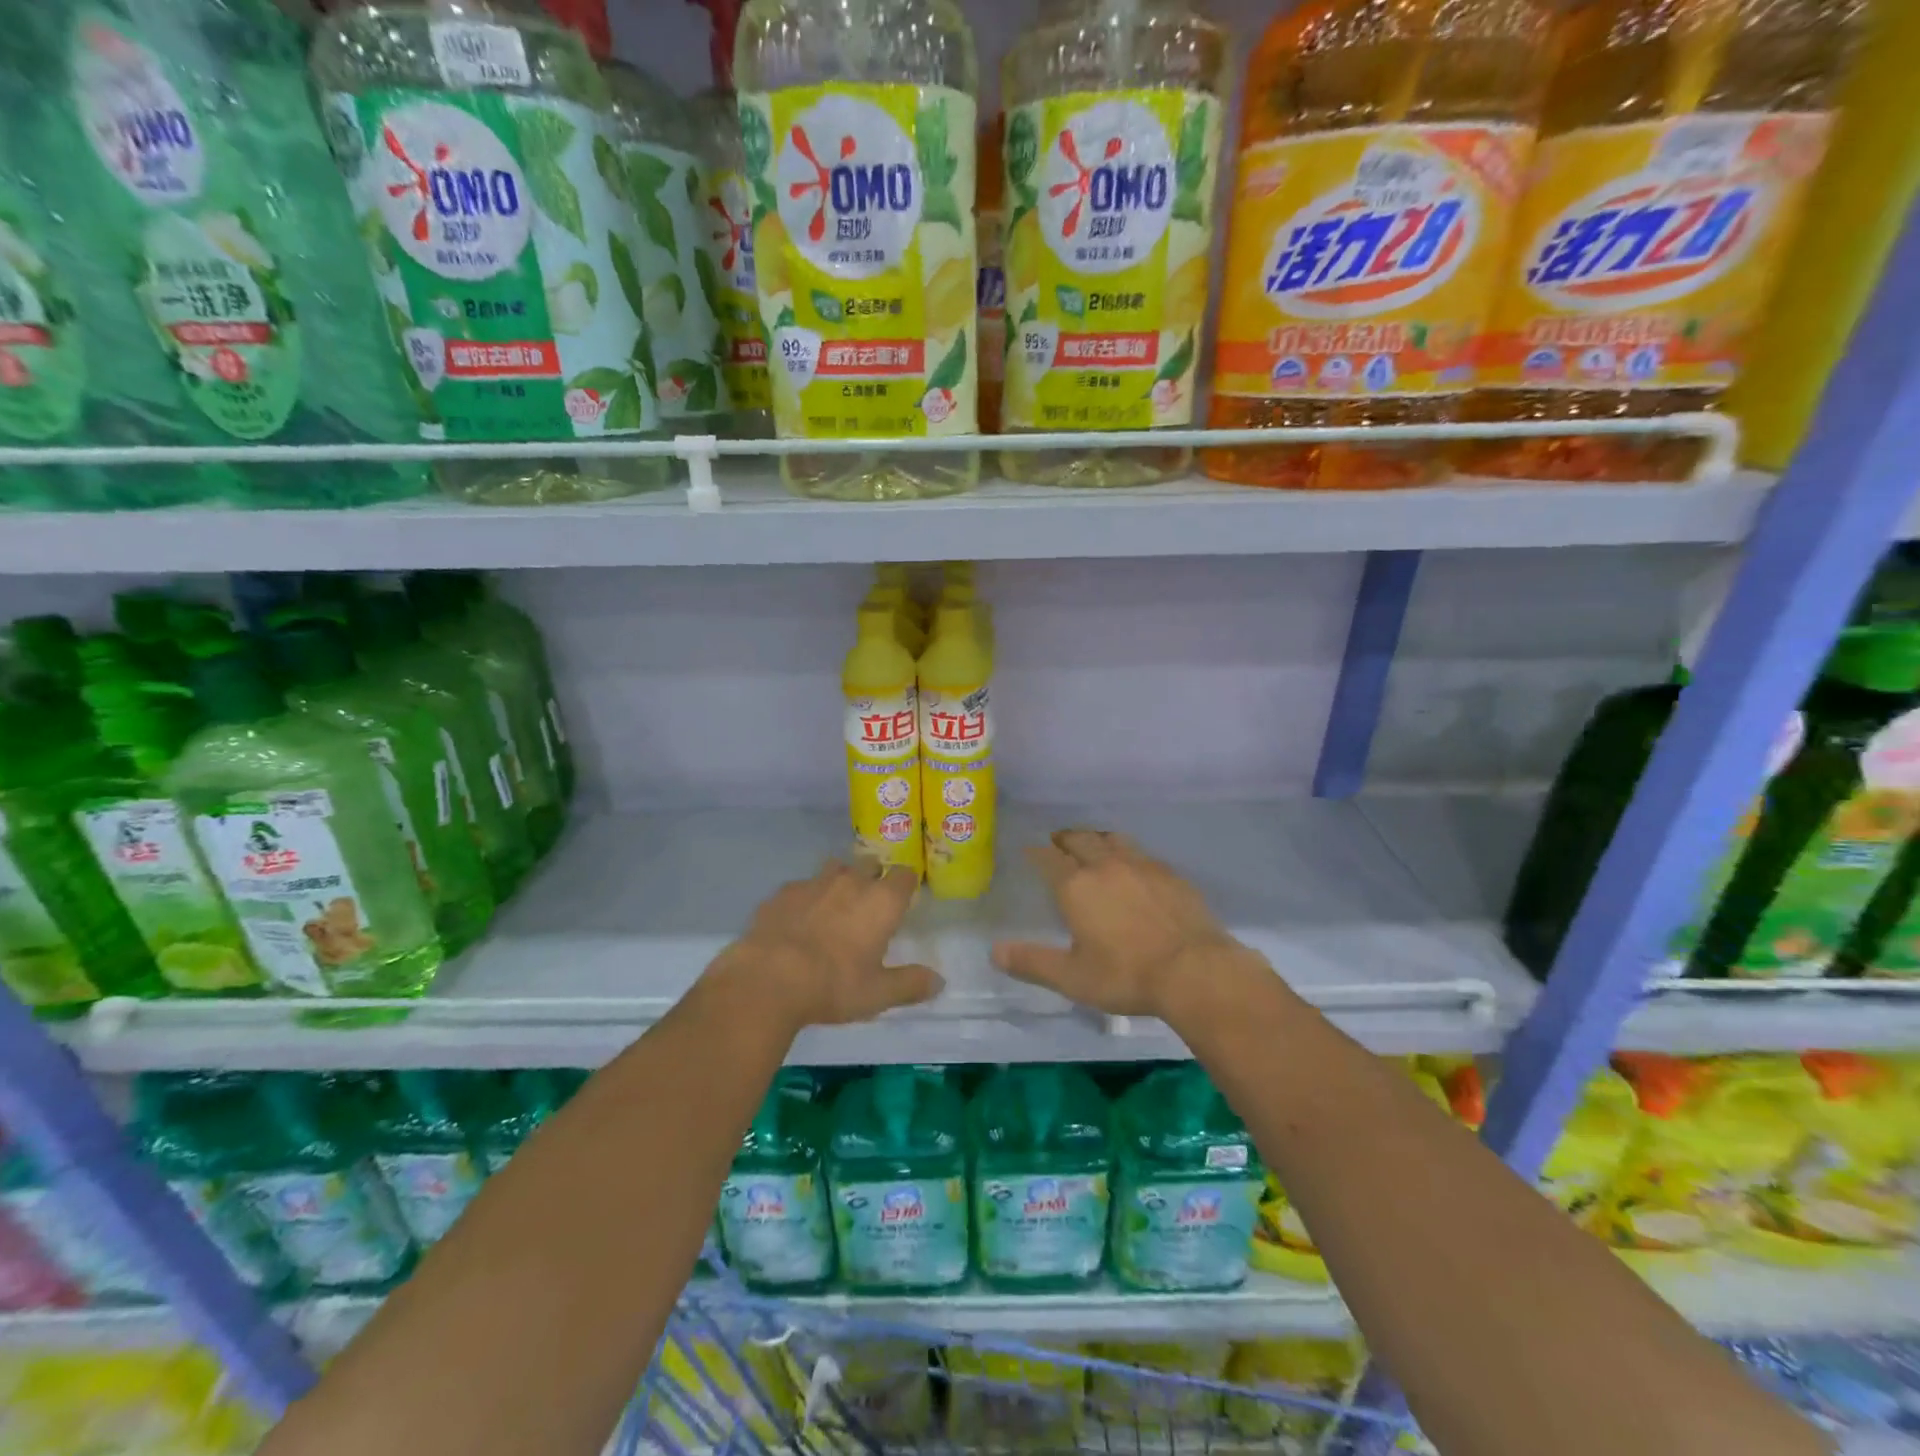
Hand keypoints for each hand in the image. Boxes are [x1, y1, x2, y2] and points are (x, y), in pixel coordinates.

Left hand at [713, 860, 943, 1030]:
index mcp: (881, 901)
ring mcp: (813, 883)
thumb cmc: (833, 985)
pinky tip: (797, 922)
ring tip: (833, 909)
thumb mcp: (878, 994)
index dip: (905, 885)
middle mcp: (851, 882)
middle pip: (869, 864)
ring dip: (838, 883)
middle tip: (868, 906)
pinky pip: (800, 887)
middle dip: (872, 878)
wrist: (768, 979)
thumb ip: (911, 984)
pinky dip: (804, 899)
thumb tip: (939, 981)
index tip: (902, 900)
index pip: (904, 875)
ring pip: (833, 869)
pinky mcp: (782, 892)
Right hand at [992, 828, 1258, 1020]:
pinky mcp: (1170, 874)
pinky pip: (1141, 853)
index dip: (1036, 852)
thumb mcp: (1072, 978)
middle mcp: (1106, 865)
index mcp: (1076, 886)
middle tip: (1057, 842)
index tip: (1030, 850)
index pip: (1048, 858)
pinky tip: (1133, 867)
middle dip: (1065, 839)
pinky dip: (1127, 853)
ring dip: (1096, 838)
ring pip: (1112, 839)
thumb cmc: (1126, 975)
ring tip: (1092, 845)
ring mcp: (1141, 865)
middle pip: (1080, 839)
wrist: (1195, 970)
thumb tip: (995, 951)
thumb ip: (1032, 962)